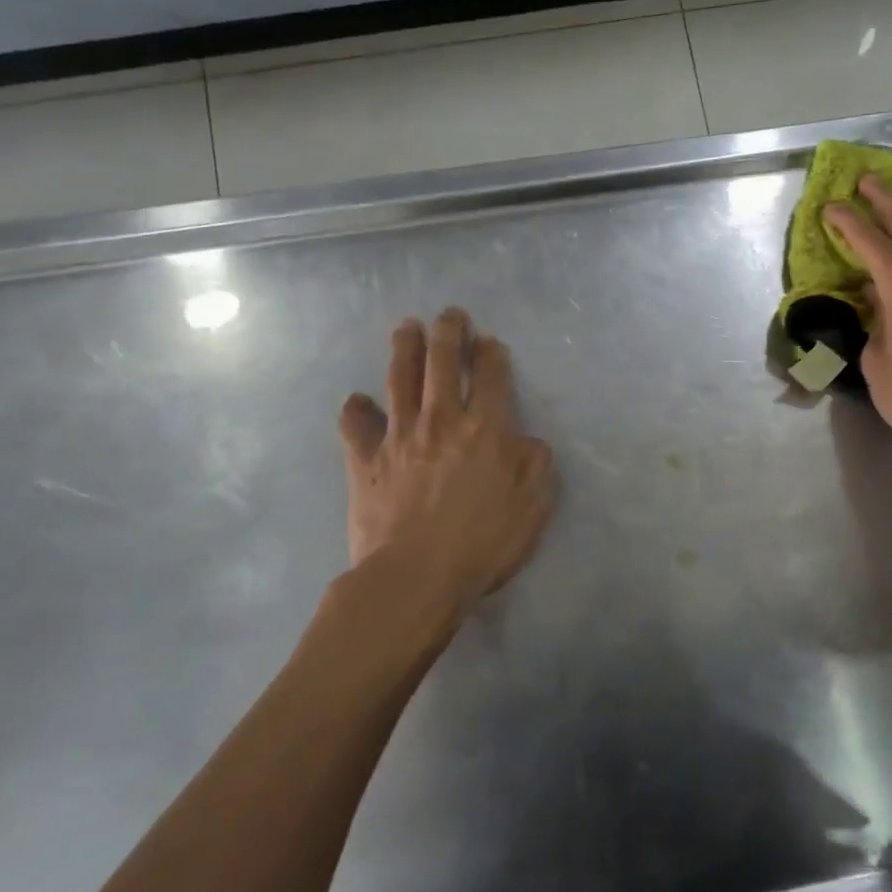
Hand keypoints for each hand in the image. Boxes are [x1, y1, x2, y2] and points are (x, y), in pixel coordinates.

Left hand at [337, 308, 556, 611]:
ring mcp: (399, 436)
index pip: (490, 374)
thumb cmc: (483, 542)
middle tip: (449, 315)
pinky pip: (356, 426)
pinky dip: (356, 410)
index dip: (491, 353)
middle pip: (442, 362)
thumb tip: (525, 440)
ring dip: (404, 349)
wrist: (415, 577)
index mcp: (486, 428)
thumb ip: (536, 463)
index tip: (490, 342)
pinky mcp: (366, 461)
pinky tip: (356, 401)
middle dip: (448, 332)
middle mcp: (441, 420)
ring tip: (407, 328)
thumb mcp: (534, 505)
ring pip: (399, 379)